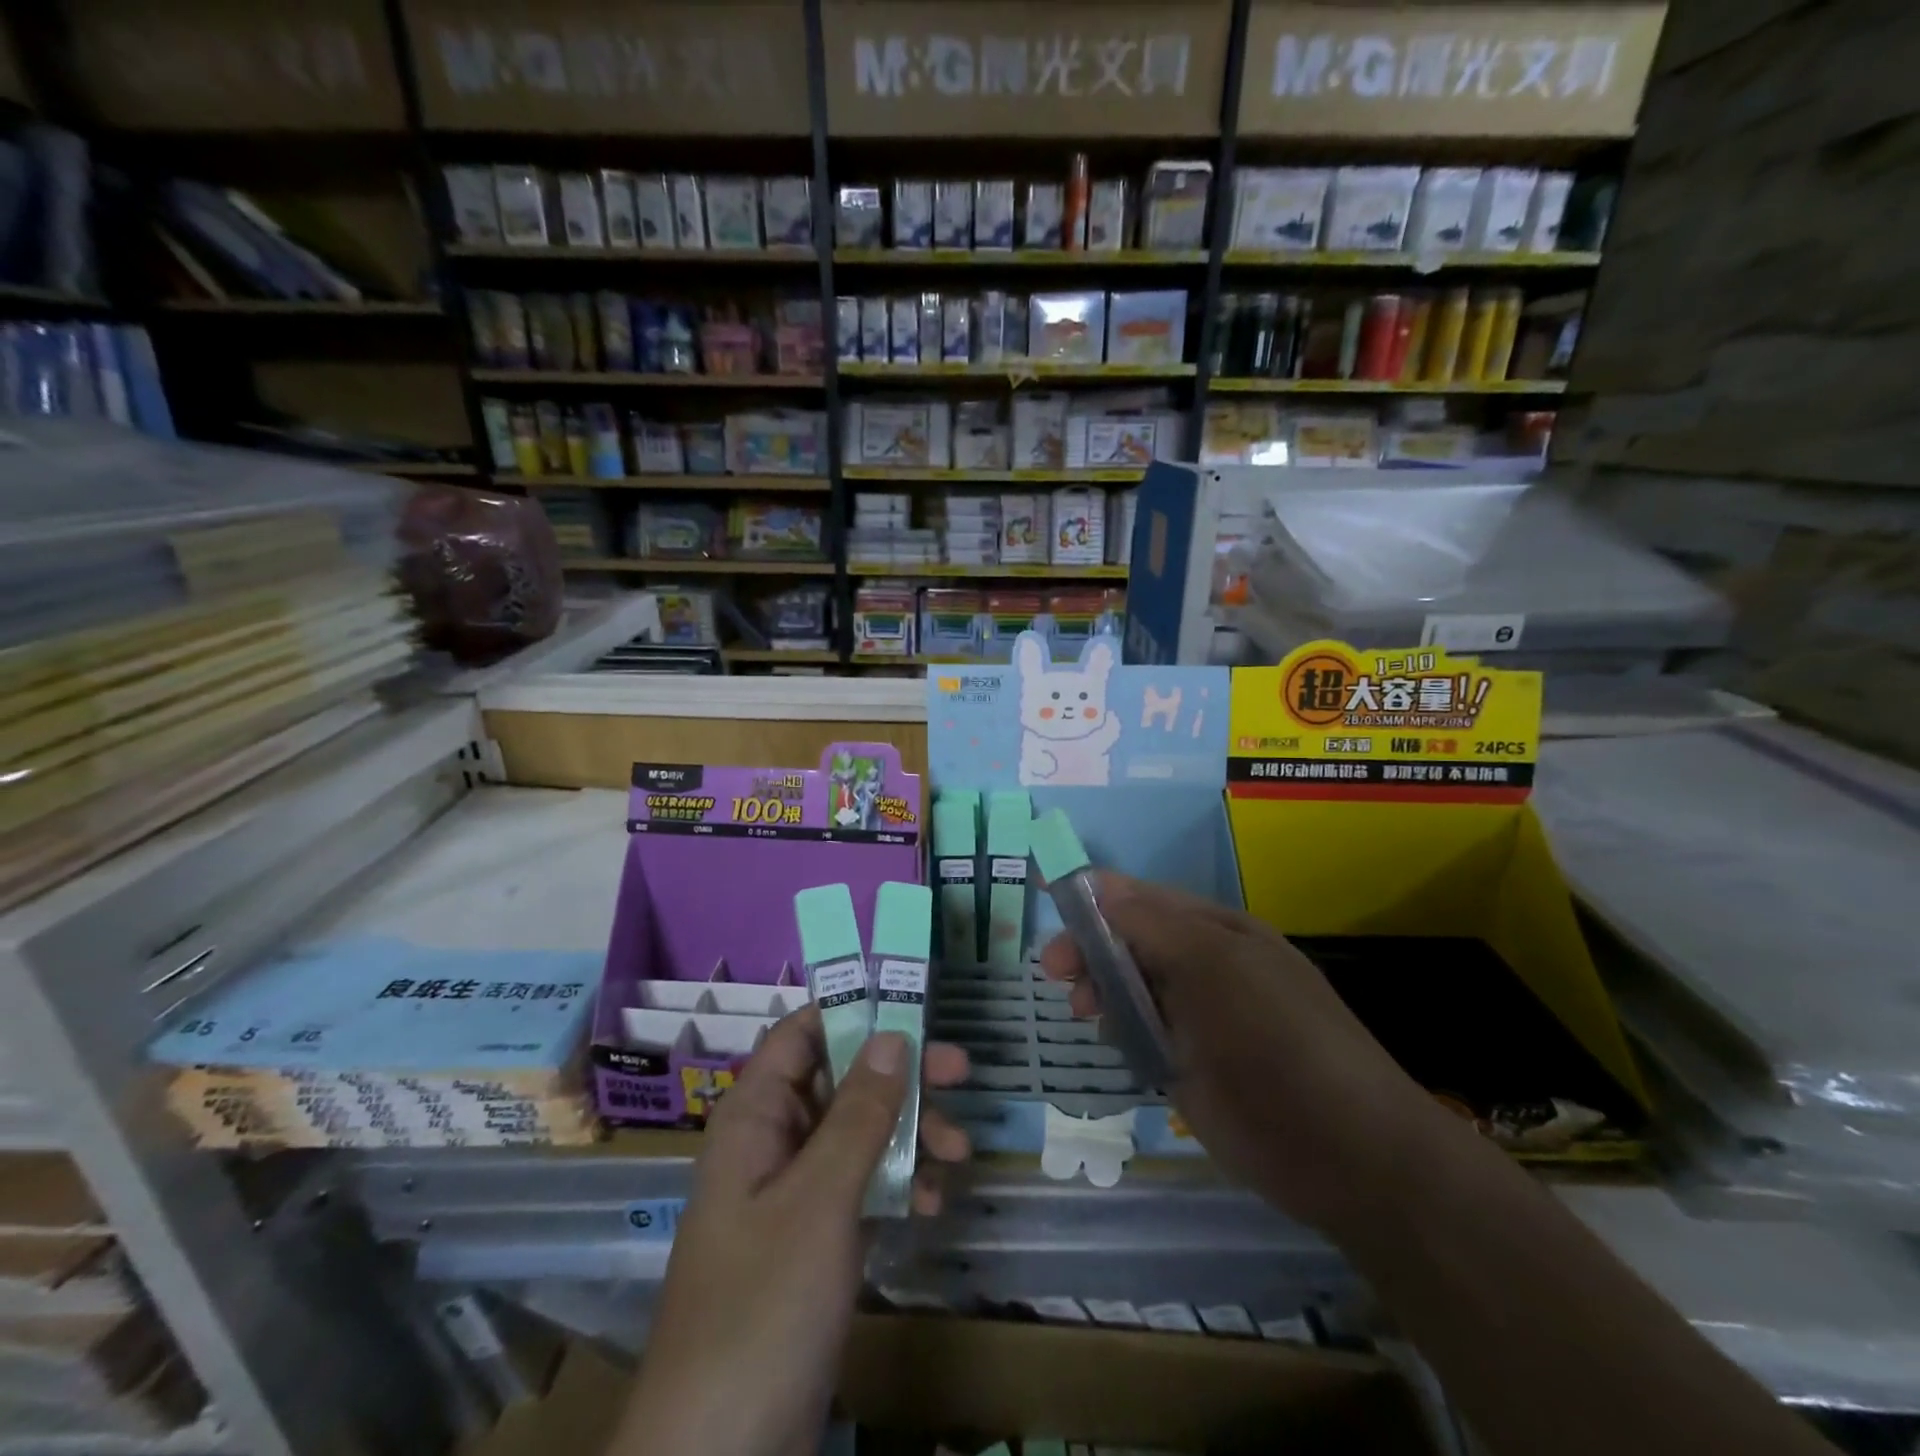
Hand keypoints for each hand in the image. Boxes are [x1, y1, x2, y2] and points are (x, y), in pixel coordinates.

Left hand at [616, 1008, 969, 1455]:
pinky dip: (897, 1185)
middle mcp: (772, 1143)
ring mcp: (793, 1194)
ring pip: (857, 1133)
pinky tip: (932, 1205)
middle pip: (840, 1079)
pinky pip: (861, 1187)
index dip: (852, 1010)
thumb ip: (858, 1115)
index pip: (801, 1034)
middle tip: (960, 1070)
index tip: (913, 1002)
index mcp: (755, 1118)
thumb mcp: (819, 1201)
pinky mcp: (813, 1241)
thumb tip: (892, 1035)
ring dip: (909, 1133)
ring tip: (960, 1151)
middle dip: (900, 1074)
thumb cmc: (762, 1308)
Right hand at [1040, 874, 1435, 1231]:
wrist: (1346, 1152)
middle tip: (1055, 972)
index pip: (1143, 899)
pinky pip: (1138, 1033)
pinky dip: (1116, 1029)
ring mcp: (1196, 1018)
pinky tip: (1108, 1041)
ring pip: (1130, 987)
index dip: (1096, 898)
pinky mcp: (1187, 1065)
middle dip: (1090, 948)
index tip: (1049, 904)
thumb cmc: (1277, 1040)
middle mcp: (1204, 966)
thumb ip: (1151, 925)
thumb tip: (1098, 886)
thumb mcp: (1214, 964)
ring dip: (1099, 989)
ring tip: (1081, 1011)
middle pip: (1130, 941)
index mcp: (1216, 931)